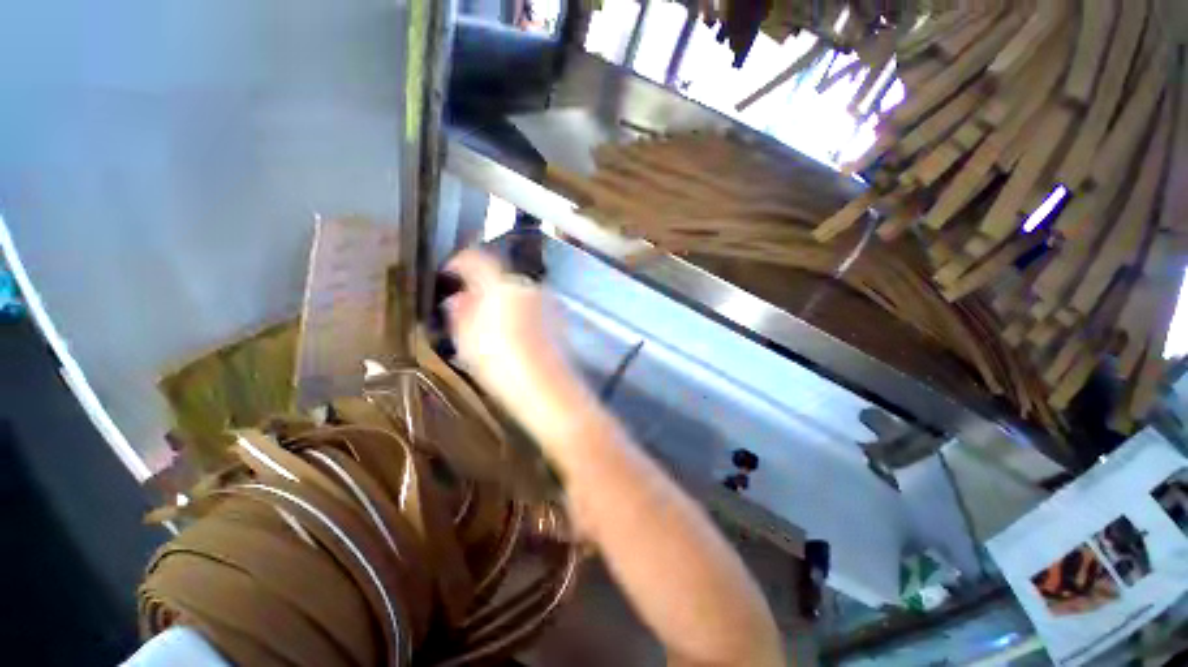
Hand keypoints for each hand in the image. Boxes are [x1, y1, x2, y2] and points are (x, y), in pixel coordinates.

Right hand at [443, 250, 589, 445]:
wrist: (547, 388)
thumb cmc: (501, 365)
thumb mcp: (468, 341)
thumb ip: (460, 312)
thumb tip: (458, 298)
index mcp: (501, 286)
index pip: (477, 259)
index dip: (460, 262)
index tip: (450, 273)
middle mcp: (528, 285)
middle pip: (500, 278)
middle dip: (483, 288)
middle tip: (469, 308)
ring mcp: (547, 300)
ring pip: (518, 293)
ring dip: (503, 301)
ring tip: (493, 327)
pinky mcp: (559, 316)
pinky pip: (533, 306)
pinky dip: (521, 313)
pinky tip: (516, 335)